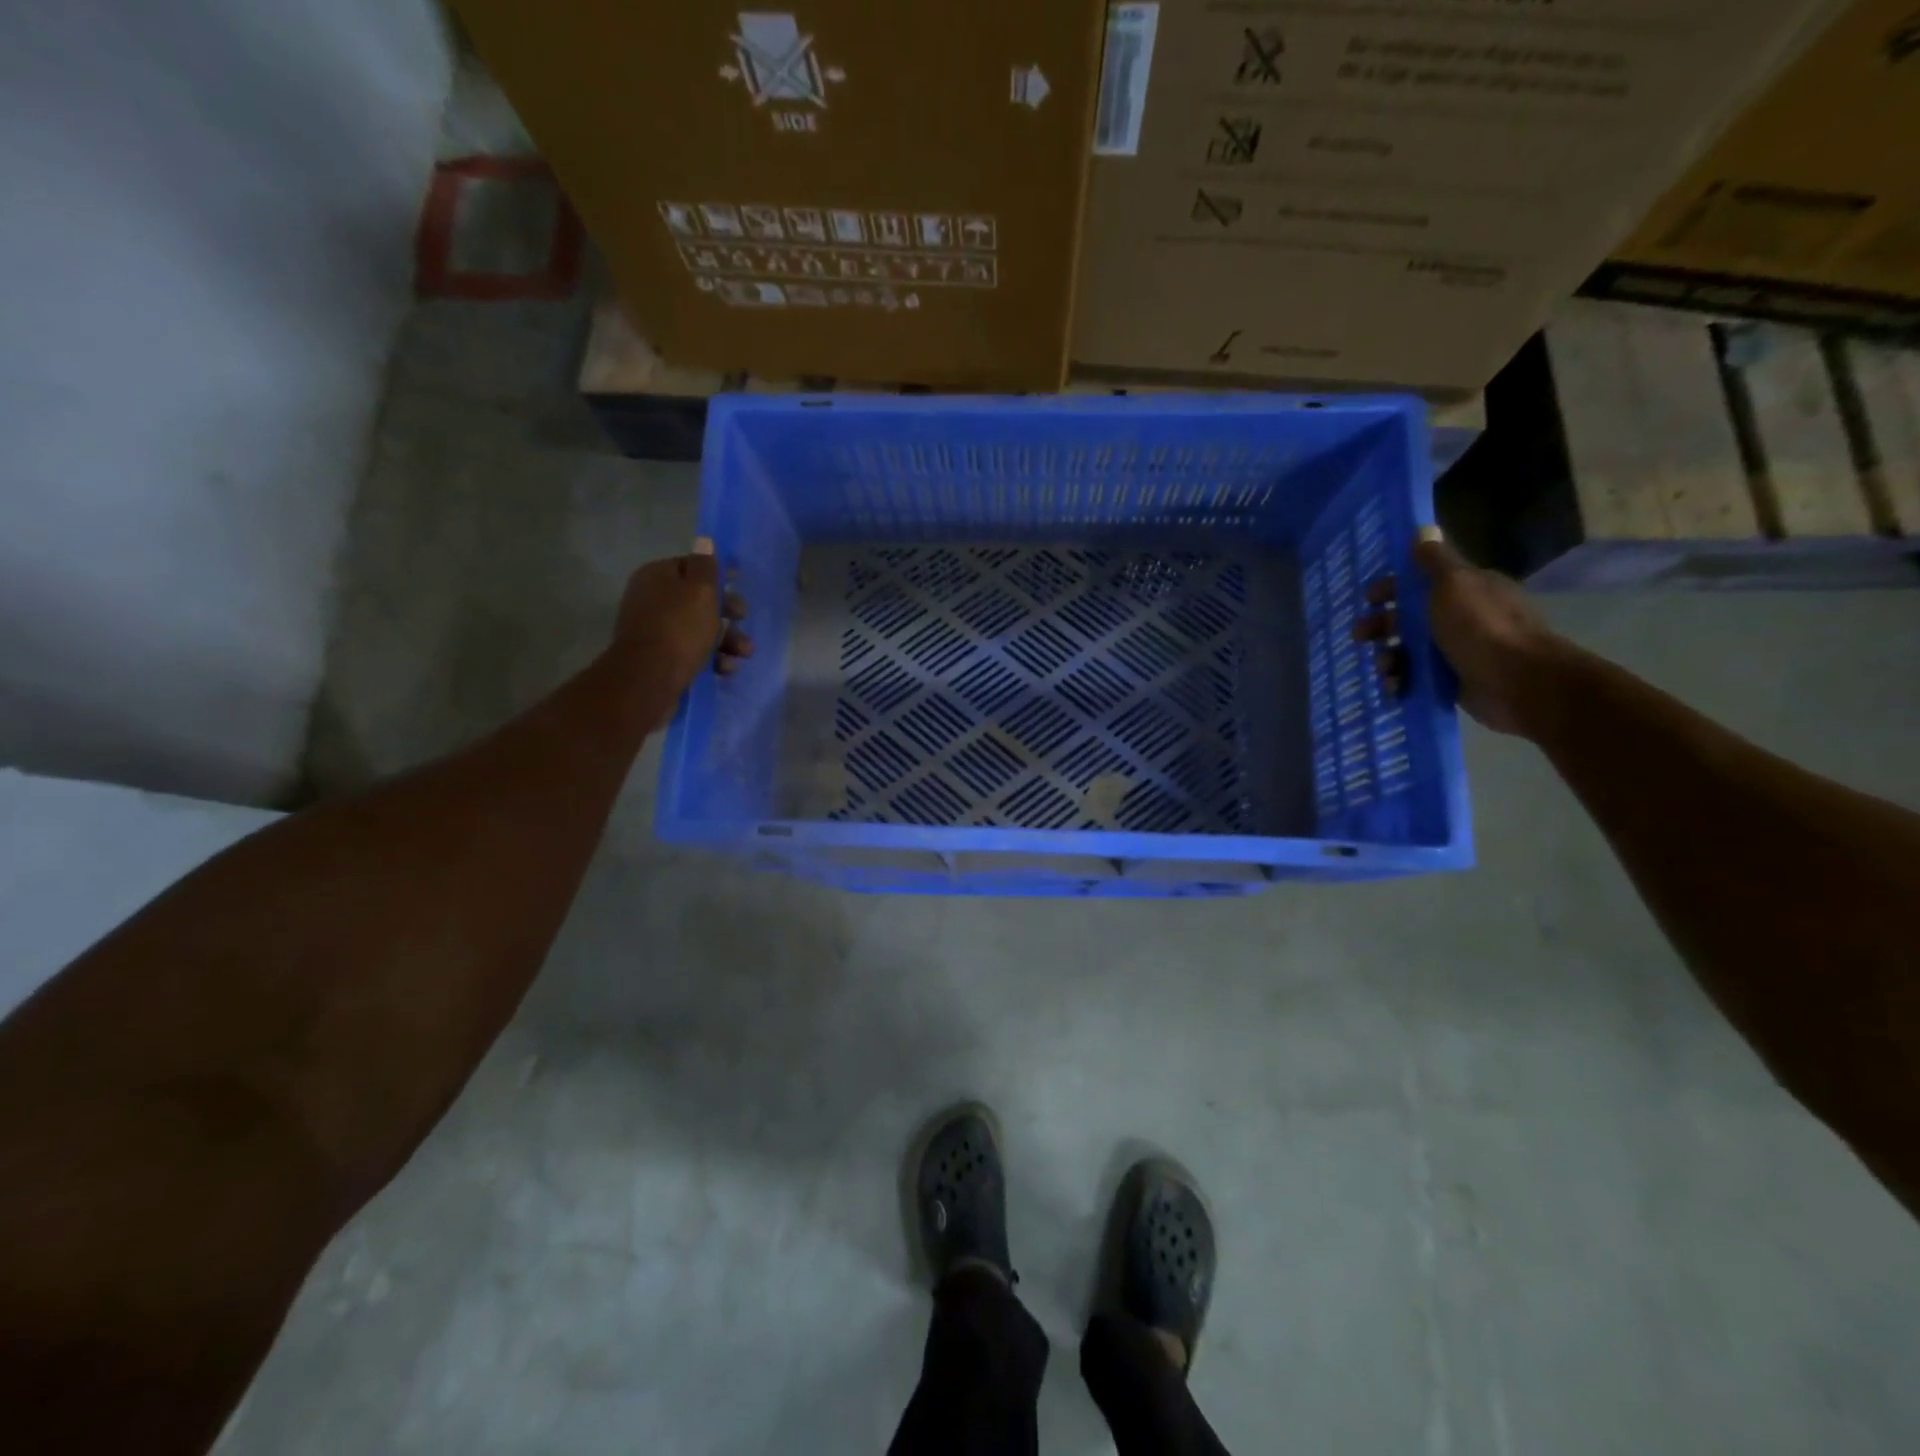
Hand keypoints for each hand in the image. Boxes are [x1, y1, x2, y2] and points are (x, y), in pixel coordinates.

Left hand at [614, 540, 752, 704]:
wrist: (649, 679)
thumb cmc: (679, 628)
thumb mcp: (700, 591)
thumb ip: (706, 565)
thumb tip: (705, 539)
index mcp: (657, 576)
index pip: (691, 566)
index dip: (717, 574)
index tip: (739, 582)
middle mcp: (652, 600)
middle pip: (698, 600)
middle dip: (727, 612)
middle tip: (742, 619)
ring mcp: (656, 631)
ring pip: (700, 629)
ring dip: (727, 640)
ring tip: (744, 653)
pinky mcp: (662, 658)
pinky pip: (693, 652)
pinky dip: (712, 658)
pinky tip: (725, 668)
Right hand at [1356, 527, 1566, 736]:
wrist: (1516, 680)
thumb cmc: (1480, 626)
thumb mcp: (1454, 583)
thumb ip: (1434, 560)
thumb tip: (1423, 529)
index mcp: (1465, 589)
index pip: (1421, 582)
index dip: (1392, 588)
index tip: (1369, 598)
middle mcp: (1461, 617)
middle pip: (1409, 617)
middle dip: (1381, 625)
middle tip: (1360, 636)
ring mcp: (1456, 650)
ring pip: (1408, 650)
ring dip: (1388, 657)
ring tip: (1385, 668)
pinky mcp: (1452, 681)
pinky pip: (1416, 678)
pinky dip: (1401, 681)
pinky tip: (1395, 687)